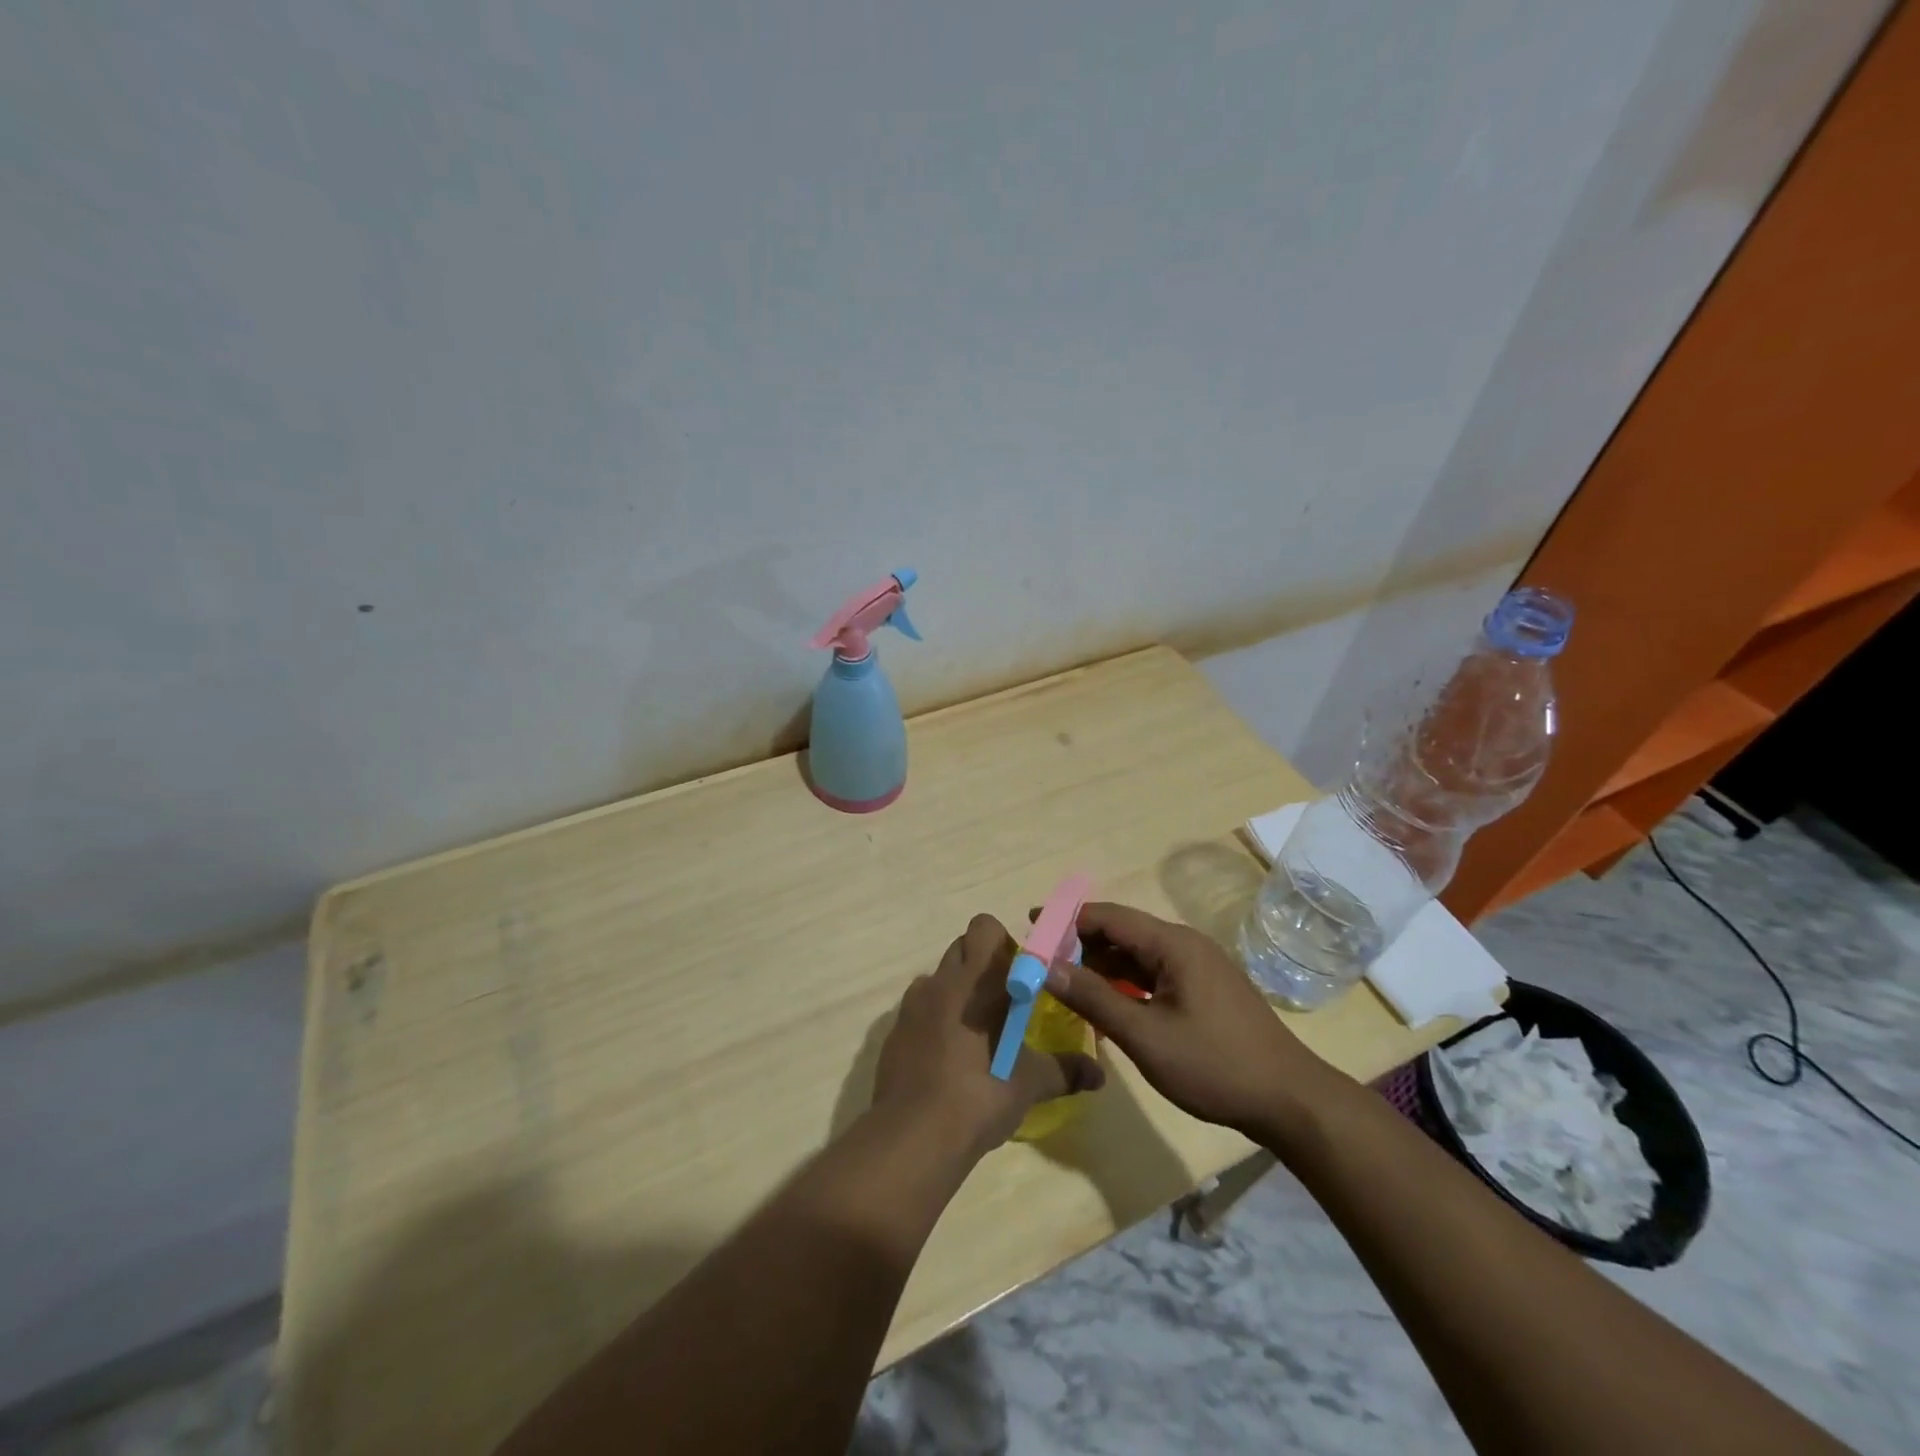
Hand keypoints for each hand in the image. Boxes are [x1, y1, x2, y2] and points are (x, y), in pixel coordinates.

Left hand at [872, 913, 1105, 1158]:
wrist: (912, 1136)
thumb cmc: (979, 1094)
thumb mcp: (1029, 1084)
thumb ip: (1065, 1070)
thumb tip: (1099, 1075)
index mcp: (976, 980)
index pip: (985, 928)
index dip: (1004, 945)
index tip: (1020, 977)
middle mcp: (941, 981)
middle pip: (961, 948)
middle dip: (983, 966)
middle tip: (1004, 1004)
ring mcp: (912, 1005)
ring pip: (939, 978)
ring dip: (958, 992)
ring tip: (976, 1033)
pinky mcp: (894, 1032)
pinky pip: (920, 1009)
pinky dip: (935, 1020)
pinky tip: (948, 1058)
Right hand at [1041, 902, 1340, 1138]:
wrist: (1288, 1100)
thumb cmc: (1214, 1065)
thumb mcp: (1145, 1035)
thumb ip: (1093, 997)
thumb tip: (1045, 967)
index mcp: (1173, 944)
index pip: (1108, 916)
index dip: (1066, 919)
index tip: (1030, 926)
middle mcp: (1185, 945)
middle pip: (1122, 932)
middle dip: (1080, 943)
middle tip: (1041, 962)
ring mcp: (1197, 967)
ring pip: (1137, 955)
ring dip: (1101, 964)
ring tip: (1064, 981)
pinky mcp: (1203, 989)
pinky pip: (1154, 974)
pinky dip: (1124, 982)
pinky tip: (1105, 1001)